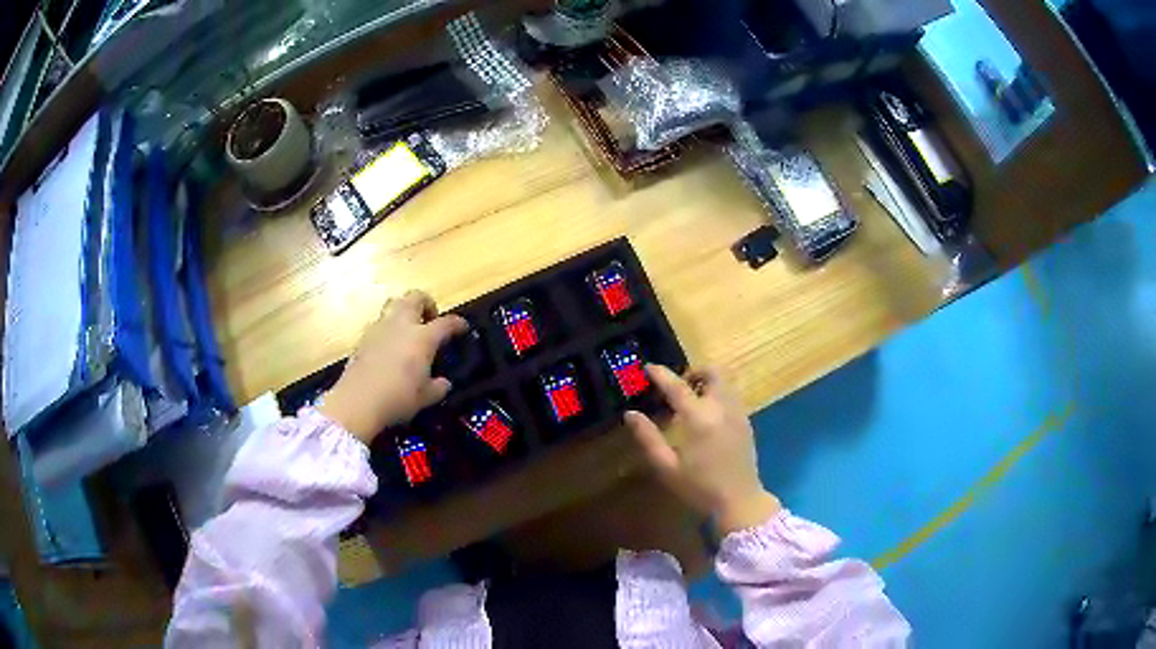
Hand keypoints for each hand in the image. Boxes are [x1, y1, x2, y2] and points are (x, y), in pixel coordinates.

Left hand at [320, 290, 467, 444]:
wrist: (357, 402)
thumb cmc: (397, 398)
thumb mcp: (426, 397)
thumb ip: (438, 387)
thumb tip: (443, 382)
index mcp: (422, 337)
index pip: (446, 323)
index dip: (457, 323)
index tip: (463, 327)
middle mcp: (401, 325)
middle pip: (415, 297)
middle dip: (426, 304)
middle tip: (430, 320)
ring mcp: (379, 328)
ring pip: (394, 304)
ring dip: (404, 311)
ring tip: (408, 331)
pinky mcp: (363, 338)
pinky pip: (379, 323)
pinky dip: (388, 329)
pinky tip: (389, 348)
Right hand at [625, 365, 780, 535]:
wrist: (739, 500)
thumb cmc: (699, 487)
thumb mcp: (667, 466)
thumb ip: (648, 438)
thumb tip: (631, 414)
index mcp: (699, 418)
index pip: (677, 386)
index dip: (661, 374)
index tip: (648, 368)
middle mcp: (721, 408)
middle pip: (713, 372)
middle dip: (695, 372)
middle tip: (679, 385)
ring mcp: (737, 413)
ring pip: (725, 382)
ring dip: (708, 382)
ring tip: (692, 399)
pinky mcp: (746, 422)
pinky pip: (732, 395)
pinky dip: (718, 394)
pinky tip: (708, 415)